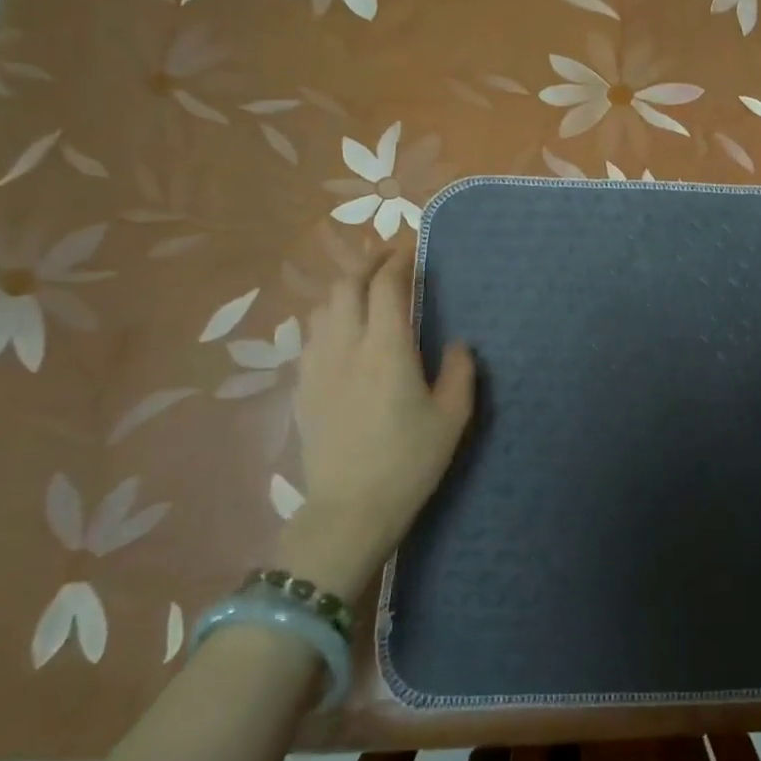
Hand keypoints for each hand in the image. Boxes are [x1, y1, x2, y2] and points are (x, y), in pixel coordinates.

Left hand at [281, 248, 474, 597]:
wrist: (350, 509)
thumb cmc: (409, 462)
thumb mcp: (452, 418)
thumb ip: (459, 371)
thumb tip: (456, 344)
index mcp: (387, 349)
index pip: (386, 286)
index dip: (398, 261)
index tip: (412, 251)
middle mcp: (346, 346)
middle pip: (347, 285)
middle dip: (367, 263)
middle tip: (389, 260)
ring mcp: (317, 365)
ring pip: (323, 306)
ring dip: (345, 289)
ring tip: (365, 291)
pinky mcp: (302, 387)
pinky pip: (311, 335)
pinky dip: (329, 318)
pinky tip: (342, 332)